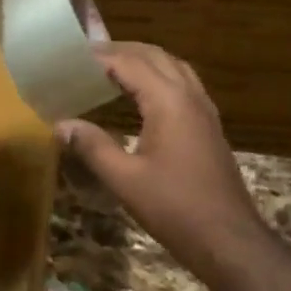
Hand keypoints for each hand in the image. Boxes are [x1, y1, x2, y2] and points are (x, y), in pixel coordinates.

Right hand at [57, 42, 268, 281]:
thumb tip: (61, 124)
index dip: (99, 56)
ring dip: (143, 60)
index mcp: (169, 101)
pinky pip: (183, 84)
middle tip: (86, 58)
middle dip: (121, 51)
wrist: (229, 239)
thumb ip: (92, 147)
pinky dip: (159, 77)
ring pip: (173, 66)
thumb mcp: (125, 179)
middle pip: (154, 56)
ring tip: (111, 70)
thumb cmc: (174, 208)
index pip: (129, 63)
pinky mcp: (209, 126)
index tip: (70, 57)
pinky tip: (142, 97)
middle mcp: (190, 95)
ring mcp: (204, 109)